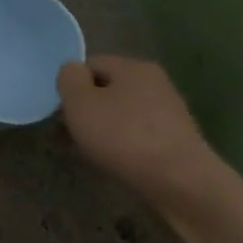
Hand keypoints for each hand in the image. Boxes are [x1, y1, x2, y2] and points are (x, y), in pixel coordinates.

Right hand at [57, 55, 217, 204]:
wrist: (178, 178)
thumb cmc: (123, 136)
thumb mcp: (81, 104)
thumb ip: (69, 80)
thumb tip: (72, 70)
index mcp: (133, 66)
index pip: (92, 64)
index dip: (73, 85)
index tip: (64, 112)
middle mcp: (155, 80)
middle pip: (110, 88)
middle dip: (90, 107)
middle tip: (76, 133)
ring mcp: (170, 108)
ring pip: (125, 110)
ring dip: (108, 126)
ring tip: (97, 150)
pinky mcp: (177, 135)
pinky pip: (140, 131)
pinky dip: (126, 141)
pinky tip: (121, 159)